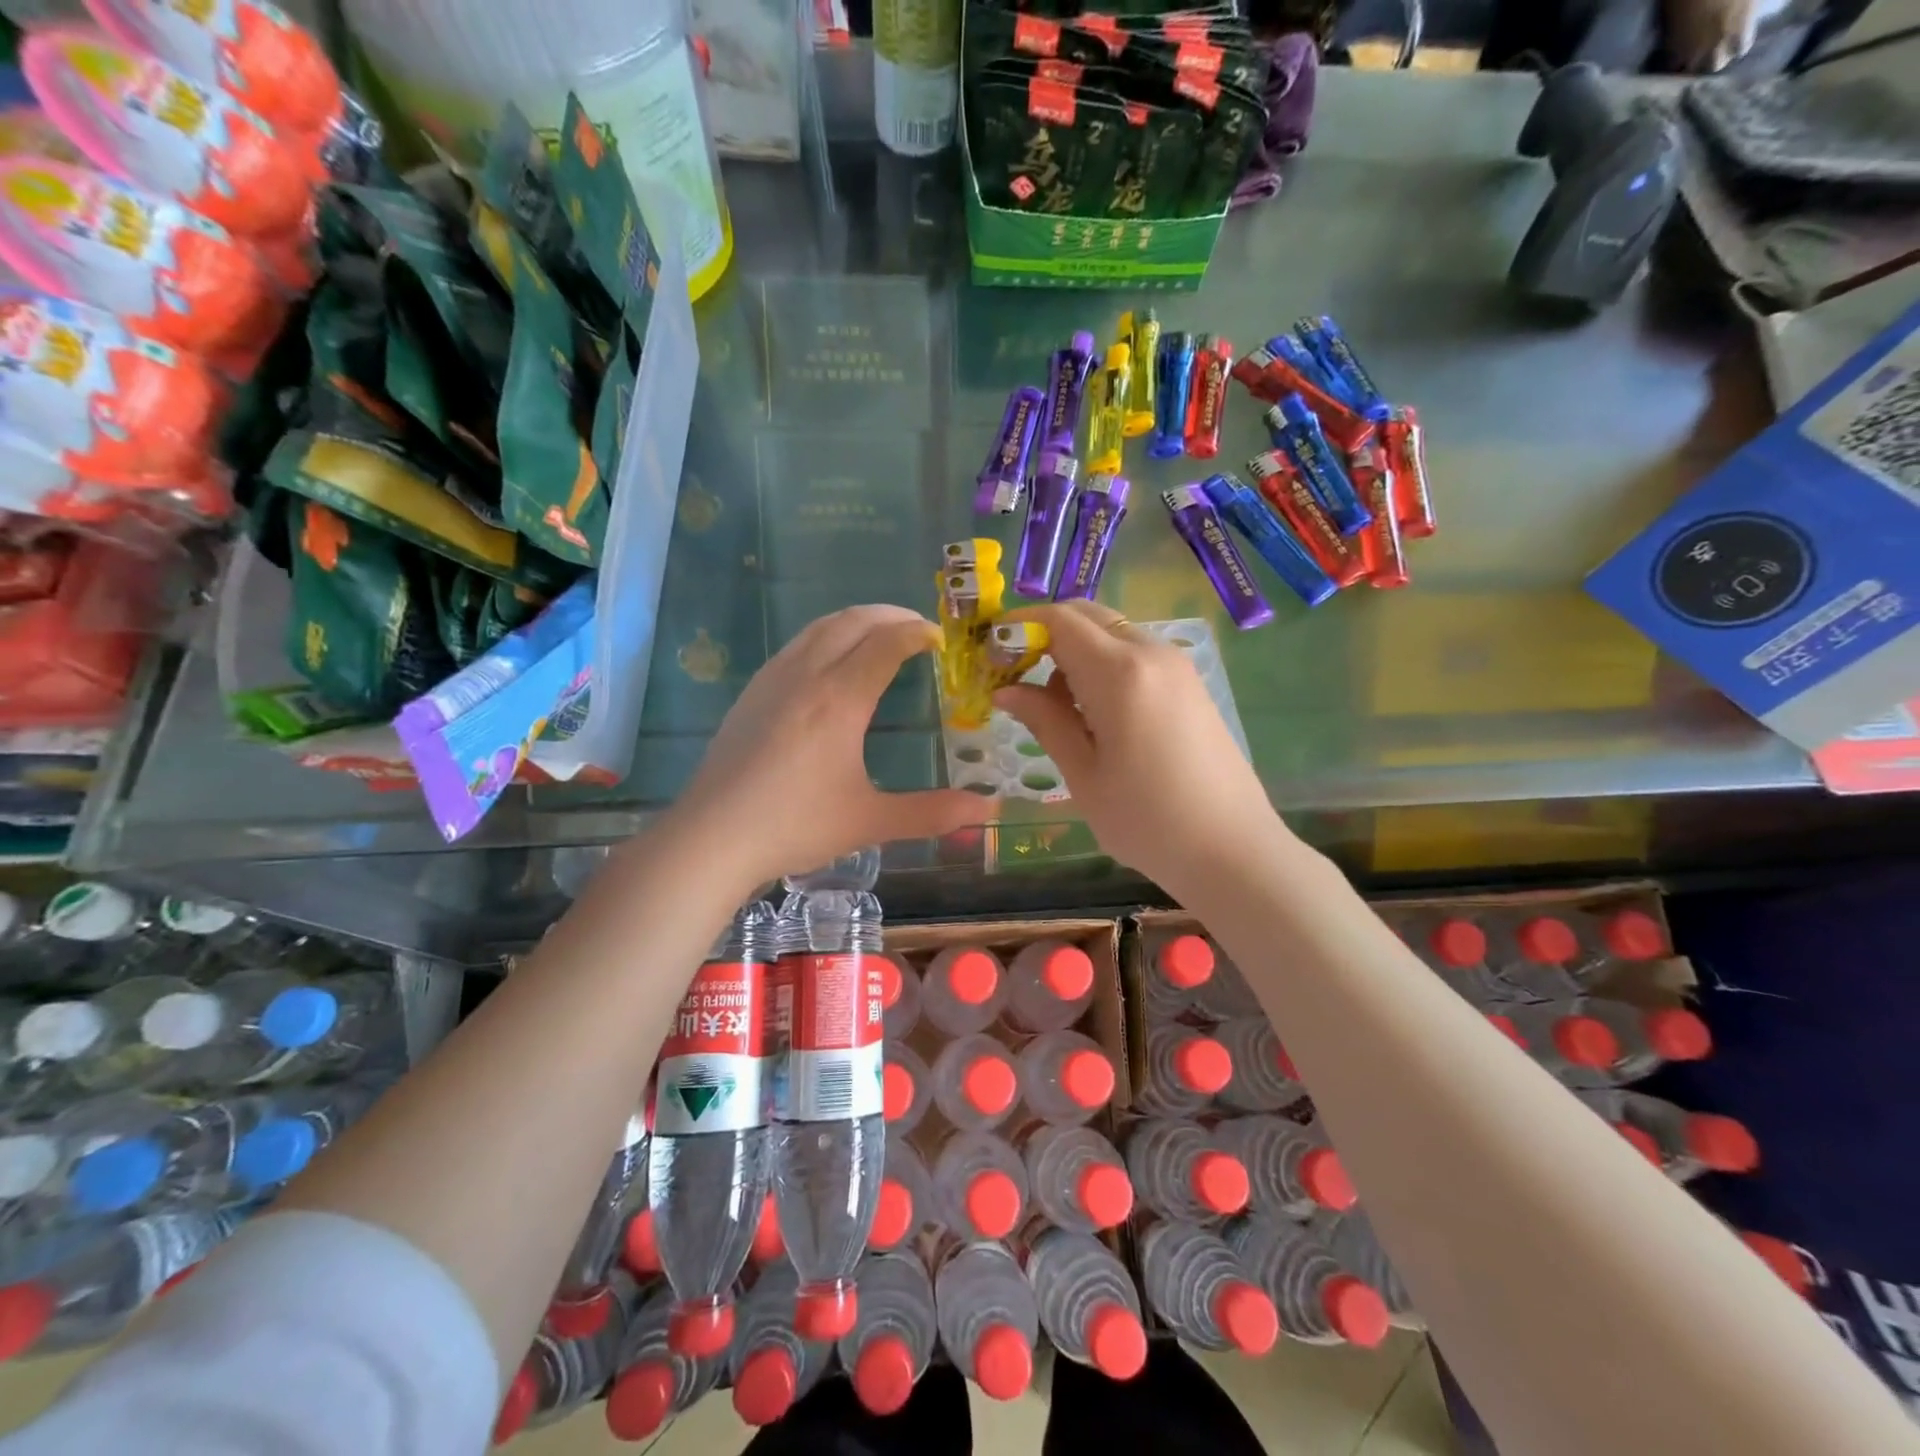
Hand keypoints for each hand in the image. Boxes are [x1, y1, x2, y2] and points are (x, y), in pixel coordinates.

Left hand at [668, 604, 996, 889]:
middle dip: (891, 615)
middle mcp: (807, 675)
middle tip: (919, 628)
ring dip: (856, 620)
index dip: (918, 633)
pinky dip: (826, 636)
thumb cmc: (795, 826)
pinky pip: (796, 645)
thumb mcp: (871, 821)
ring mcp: (773, 679)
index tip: (941, 639)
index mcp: (841, 699)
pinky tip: (831, 664)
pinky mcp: (752, 692)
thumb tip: (989, 811)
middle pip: (853, 621)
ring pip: (820, 627)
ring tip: (880, 635)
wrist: (712, 837)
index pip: (887, 643)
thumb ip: (932, 812)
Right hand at [994, 601, 1297, 900]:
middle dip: (1044, 634)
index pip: (1059, 620)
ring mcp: (1177, 666)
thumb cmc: (1148, 821)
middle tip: (1016, 677)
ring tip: (1055, 707)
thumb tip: (1006, 690)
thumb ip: (1044, 720)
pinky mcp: (1190, 683)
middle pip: (1087, 616)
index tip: (990, 655)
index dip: (1017, 626)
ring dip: (1074, 651)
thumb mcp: (1083, 775)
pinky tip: (1095, 713)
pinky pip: (1135, 654)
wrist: (1233, 851)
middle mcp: (1152, 653)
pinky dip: (1103, 664)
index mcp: (1120, 672)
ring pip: (1111, 633)